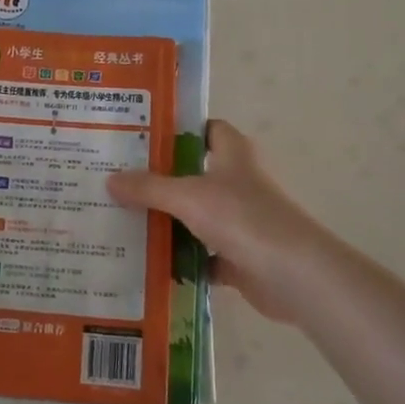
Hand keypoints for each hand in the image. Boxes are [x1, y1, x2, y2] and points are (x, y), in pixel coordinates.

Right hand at [108, 120, 340, 321]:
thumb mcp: (188, 196)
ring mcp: (240, 220)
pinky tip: (147, 260)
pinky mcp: (240, 255)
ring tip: (122, 218)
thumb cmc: (243, 218)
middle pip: (193, 173)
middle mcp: (238, 182)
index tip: (139, 136)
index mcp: (234, 154)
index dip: (177, 129)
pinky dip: (180, 258)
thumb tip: (109, 180)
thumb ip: (149, 187)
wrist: (294, 275)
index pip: (206, 128)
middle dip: (159, 178)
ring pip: (195, 215)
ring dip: (167, 220)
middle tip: (117, 180)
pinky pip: (201, 253)